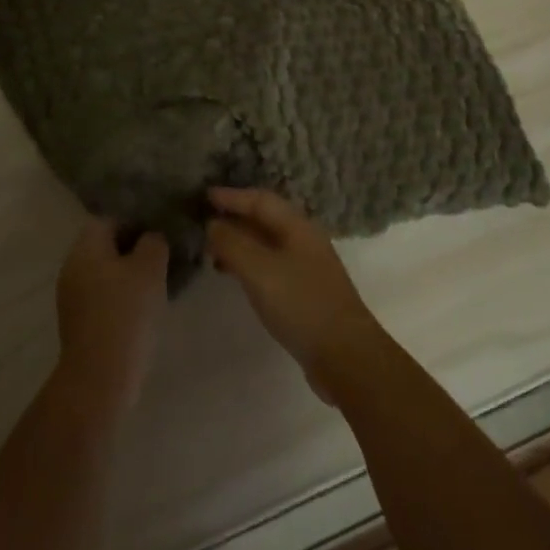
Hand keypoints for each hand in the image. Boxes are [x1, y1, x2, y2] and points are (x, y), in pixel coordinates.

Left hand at [54, 220, 168, 415]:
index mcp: (84, 248)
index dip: (136, 221)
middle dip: (134, 249)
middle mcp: (72, 267)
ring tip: (158, 282)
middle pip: (105, 246)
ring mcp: (72, 296)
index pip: (109, 219)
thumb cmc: (126, 312)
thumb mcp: (150, 268)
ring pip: (105, 272)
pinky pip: (103, 296)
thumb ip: (153, 242)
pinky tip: (143, 308)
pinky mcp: (79, 322)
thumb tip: (151, 238)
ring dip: (129, 274)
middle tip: (163, 256)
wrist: (101, 376)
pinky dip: (121, 296)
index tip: (160, 232)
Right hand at [207, 188, 386, 403]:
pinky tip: (236, 278)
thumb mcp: (259, 269)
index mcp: (298, 226)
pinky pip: (271, 266)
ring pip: (267, 244)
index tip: (204, 195)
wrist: (345, 354)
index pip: (261, 200)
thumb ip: (233, 243)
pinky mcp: (305, 292)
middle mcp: (305, 240)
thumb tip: (213, 224)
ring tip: (212, 253)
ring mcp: (307, 267)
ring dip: (240, 244)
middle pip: (266, 220)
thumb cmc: (301, 303)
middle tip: (204, 224)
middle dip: (235, 218)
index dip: (232, 196)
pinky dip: (250, 265)